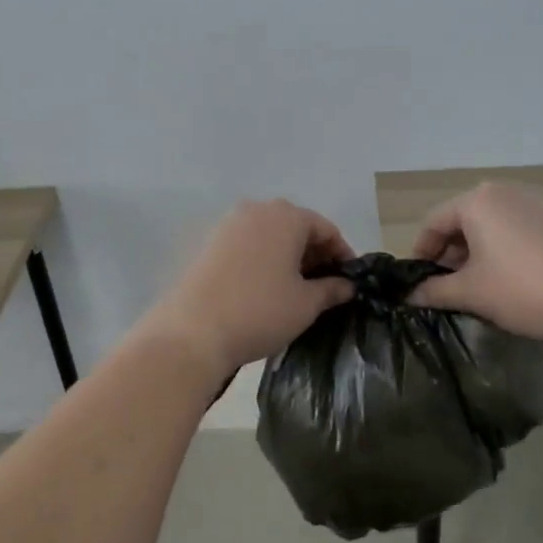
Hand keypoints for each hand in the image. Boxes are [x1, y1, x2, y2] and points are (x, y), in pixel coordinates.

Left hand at [143, 200, 355, 376]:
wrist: (193, 332)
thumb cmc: (260, 312)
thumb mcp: (306, 304)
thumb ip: (331, 289)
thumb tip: (346, 285)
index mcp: (286, 217)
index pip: (325, 229)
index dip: (342, 254)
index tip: (349, 281)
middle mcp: (256, 210)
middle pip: (296, 227)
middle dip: (314, 253)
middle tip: (325, 286)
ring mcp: (228, 225)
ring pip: (270, 235)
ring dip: (287, 256)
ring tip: (296, 289)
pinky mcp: (208, 243)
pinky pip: (247, 244)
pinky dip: (263, 259)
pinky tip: (265, 287)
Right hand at [409, 182, 542, 341]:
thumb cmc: (523, 289)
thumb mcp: (471, 293)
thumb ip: (434, 291)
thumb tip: (410, 295)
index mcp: (476, 201)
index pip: (433, 223)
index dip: (420, 254)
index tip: (418, 284)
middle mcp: (502, 193)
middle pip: (460, 221)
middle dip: (448, 255)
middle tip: (445, 289)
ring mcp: (532, 204)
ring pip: (487, 227)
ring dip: (473, 255)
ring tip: (475, 289)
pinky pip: (512, 231)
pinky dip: (499, 252)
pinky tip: (506, 282)